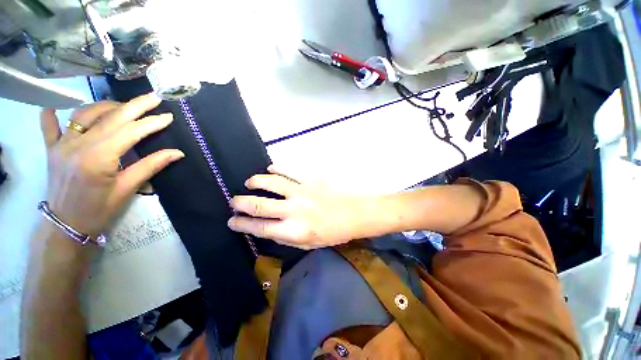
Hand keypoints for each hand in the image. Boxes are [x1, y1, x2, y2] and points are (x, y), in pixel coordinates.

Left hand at [40, 93, 183, 237]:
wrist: (65, 226)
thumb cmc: (99, 211)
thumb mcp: (128, 189)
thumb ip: (150, 166)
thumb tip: (177, 153)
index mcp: (98, 158)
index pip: (129, 132)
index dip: (151, 123)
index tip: (168, 117)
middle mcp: (77, 146)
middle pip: (109, 117)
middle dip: (134, 106)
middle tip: (153, 97)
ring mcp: (61, 145)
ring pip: (83, 114)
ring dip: (106, 106)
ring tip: (123, 106)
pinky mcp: (51, 150)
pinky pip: (49, 127)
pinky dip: (52, 116)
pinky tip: (54, 108)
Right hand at [228, 166, 371, 249]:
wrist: (355, 213)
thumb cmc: (334, 232)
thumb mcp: (309, 243)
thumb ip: (287, 237)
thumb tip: (268, 228)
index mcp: (294, 231)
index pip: (259, 227)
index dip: (242, 224)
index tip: (232, 221)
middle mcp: (294, 210)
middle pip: (259, 205)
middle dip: (241, 203)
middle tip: (234, 201)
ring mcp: (302, 192)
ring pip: (271, 183)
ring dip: (256, 182)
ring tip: (249, 183)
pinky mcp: (310, 179)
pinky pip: (289, 171)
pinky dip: (277, 169)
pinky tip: (270, 169)